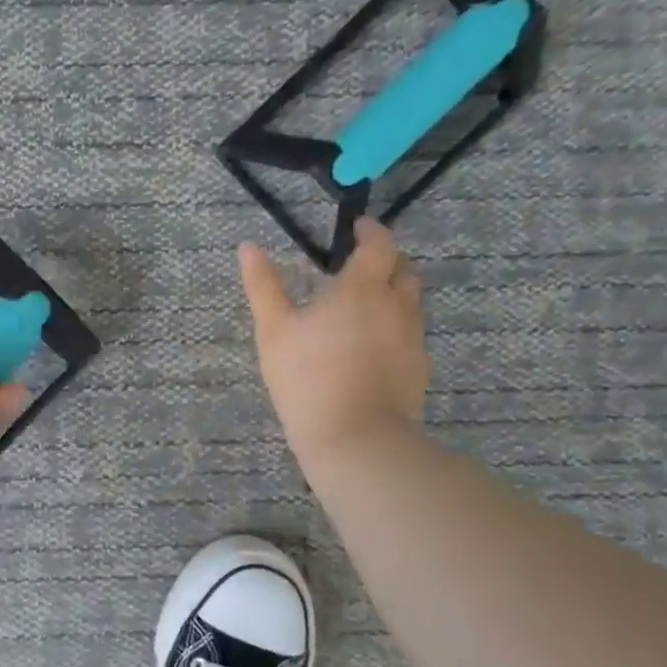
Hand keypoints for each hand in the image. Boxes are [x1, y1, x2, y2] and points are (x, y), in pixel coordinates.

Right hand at [238, 218, 430, 462]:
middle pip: (403, 270)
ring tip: (363, 307)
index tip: (357, 229)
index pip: (380, 244)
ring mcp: (413, 338)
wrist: (355, 437)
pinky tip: (372, 347)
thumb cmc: (307, 376)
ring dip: (392, 294)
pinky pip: (411, 335)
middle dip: (385, 261)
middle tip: (358, 268)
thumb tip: (248, 247)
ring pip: (410, 303)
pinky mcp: (419, 368)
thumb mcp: (273, 329)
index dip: (371, 232)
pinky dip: (395, 328)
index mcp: (362, 288)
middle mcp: (396, 305)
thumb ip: (263, 286)